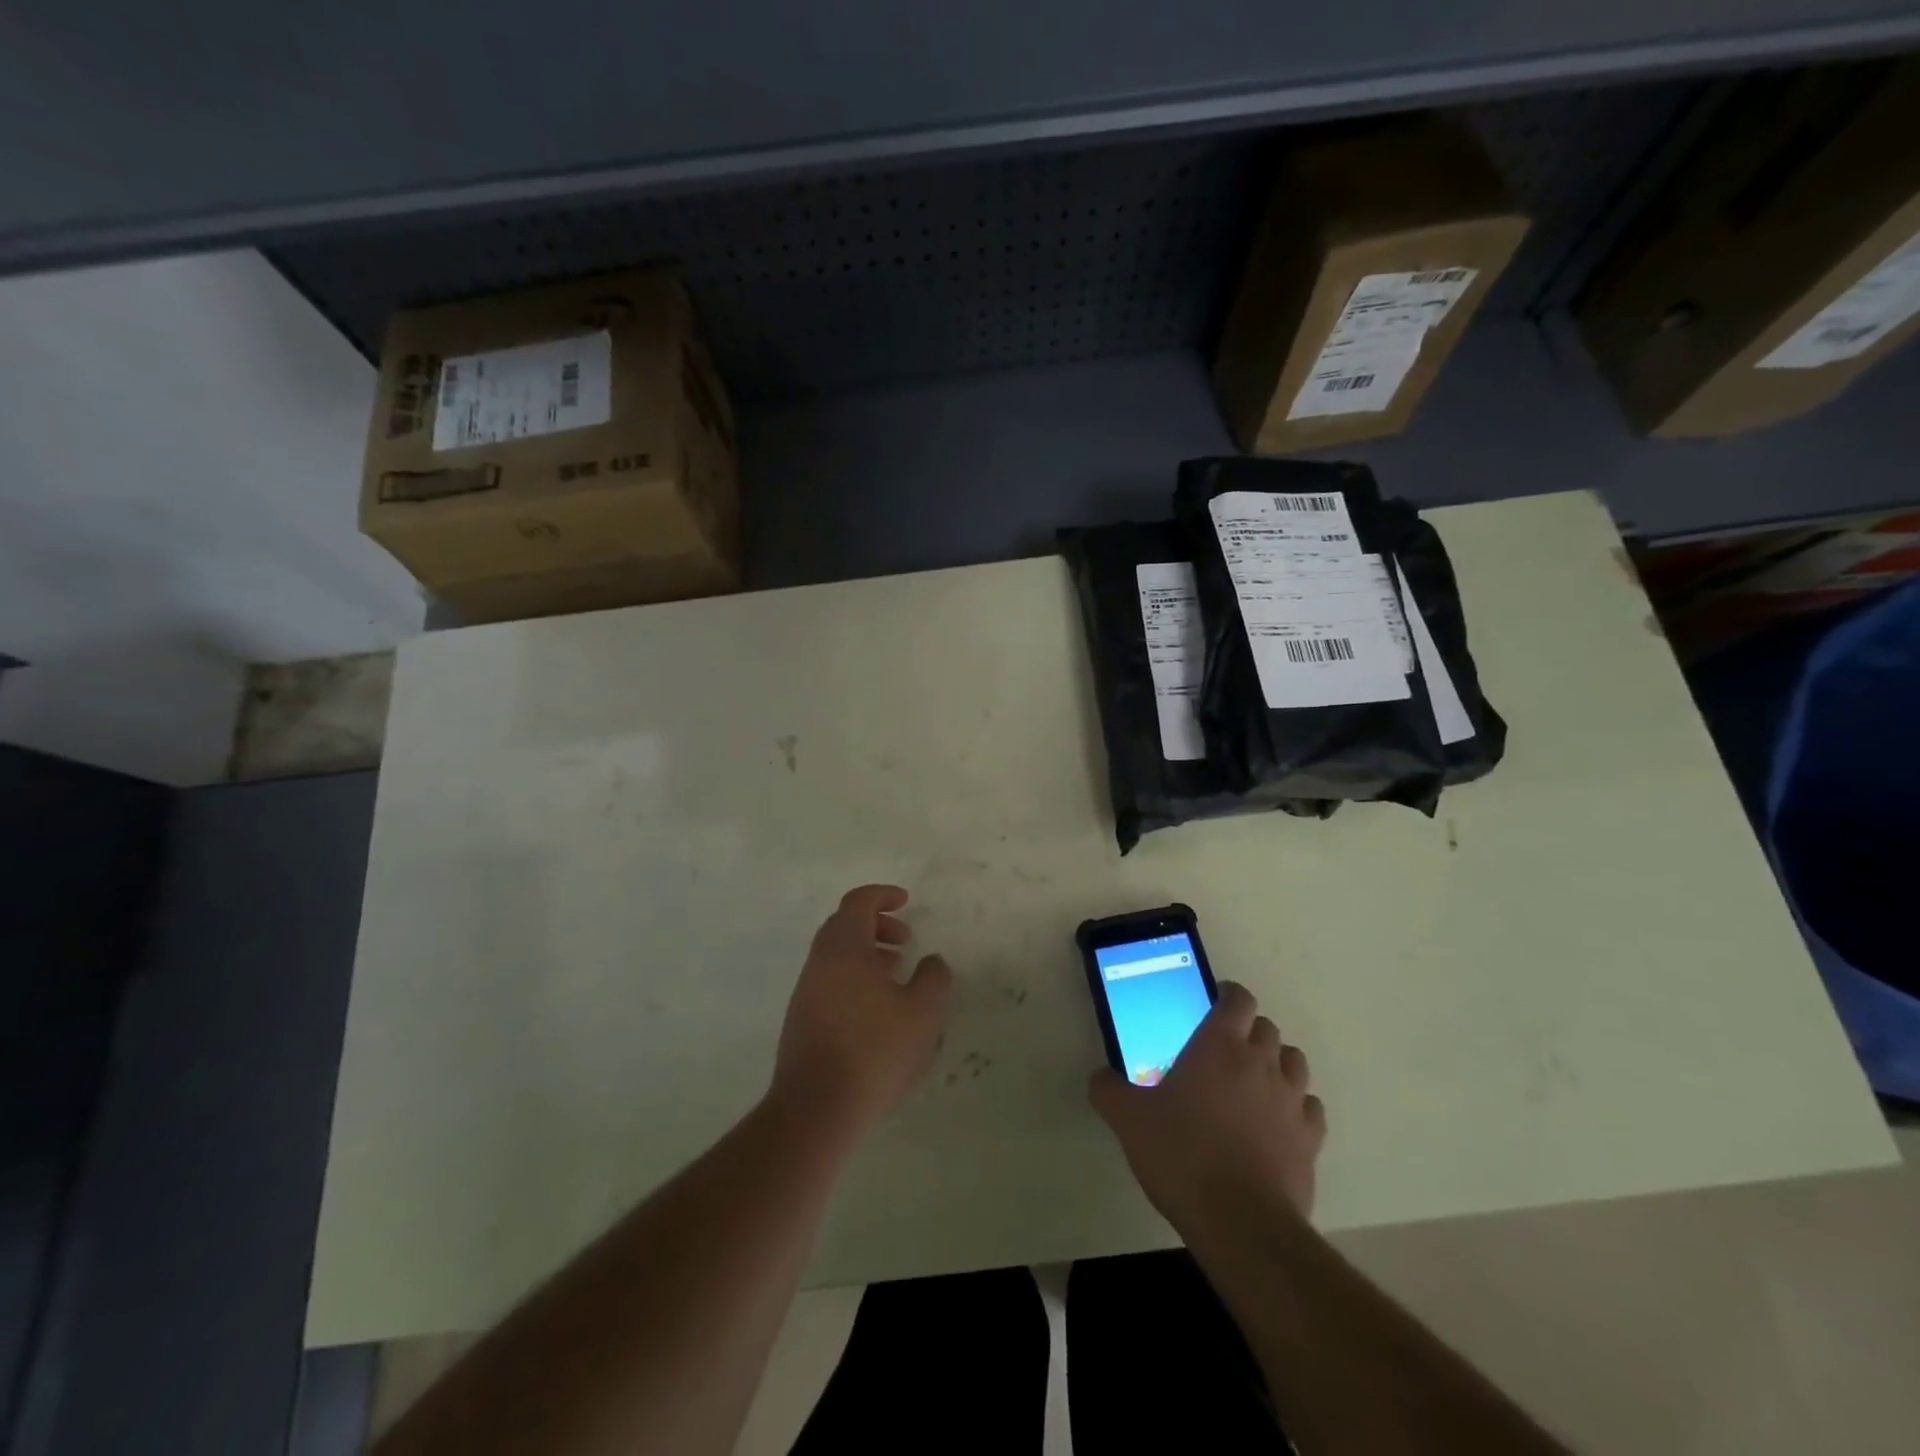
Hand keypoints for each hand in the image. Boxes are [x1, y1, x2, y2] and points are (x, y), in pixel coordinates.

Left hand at [772, 885, 953, 1136]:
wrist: (815, 1109)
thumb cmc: (874, 1050)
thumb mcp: (922, 1013)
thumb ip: (934, 978)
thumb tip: (932, 961)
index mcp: (844, 947)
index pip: (858, 902)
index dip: (883, 896)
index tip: (906, 902)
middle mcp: (819, 961)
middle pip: (844, 925)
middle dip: (877, 925)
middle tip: (905, 942)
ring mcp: (805, 991)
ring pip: (837, 956)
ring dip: (867, 955)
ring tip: (897, 976)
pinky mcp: (801, 1020)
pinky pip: (830, 981)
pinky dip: (855, 979)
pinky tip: (877, 1011)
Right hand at [1089, 982, 1325, 1233]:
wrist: (1239, 1222)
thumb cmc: (1181, 1155)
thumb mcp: (1128, 1119)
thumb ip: (1109, 1090)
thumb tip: (1100, 1076)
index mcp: (1219, 1045)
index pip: (1238, 999)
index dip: (1228, 996)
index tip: (1214, 1005)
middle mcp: (1261, 1062)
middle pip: (1267, 1027)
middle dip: (1248, 1032)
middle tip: (1224, 1052)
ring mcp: (1292, 1100)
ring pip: (1294, 1061)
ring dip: (1276, 1064)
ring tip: (1253, 1084)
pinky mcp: (1311, 1139)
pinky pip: (1310, 1107)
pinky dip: (1296, 1106)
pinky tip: (1277, 1122)